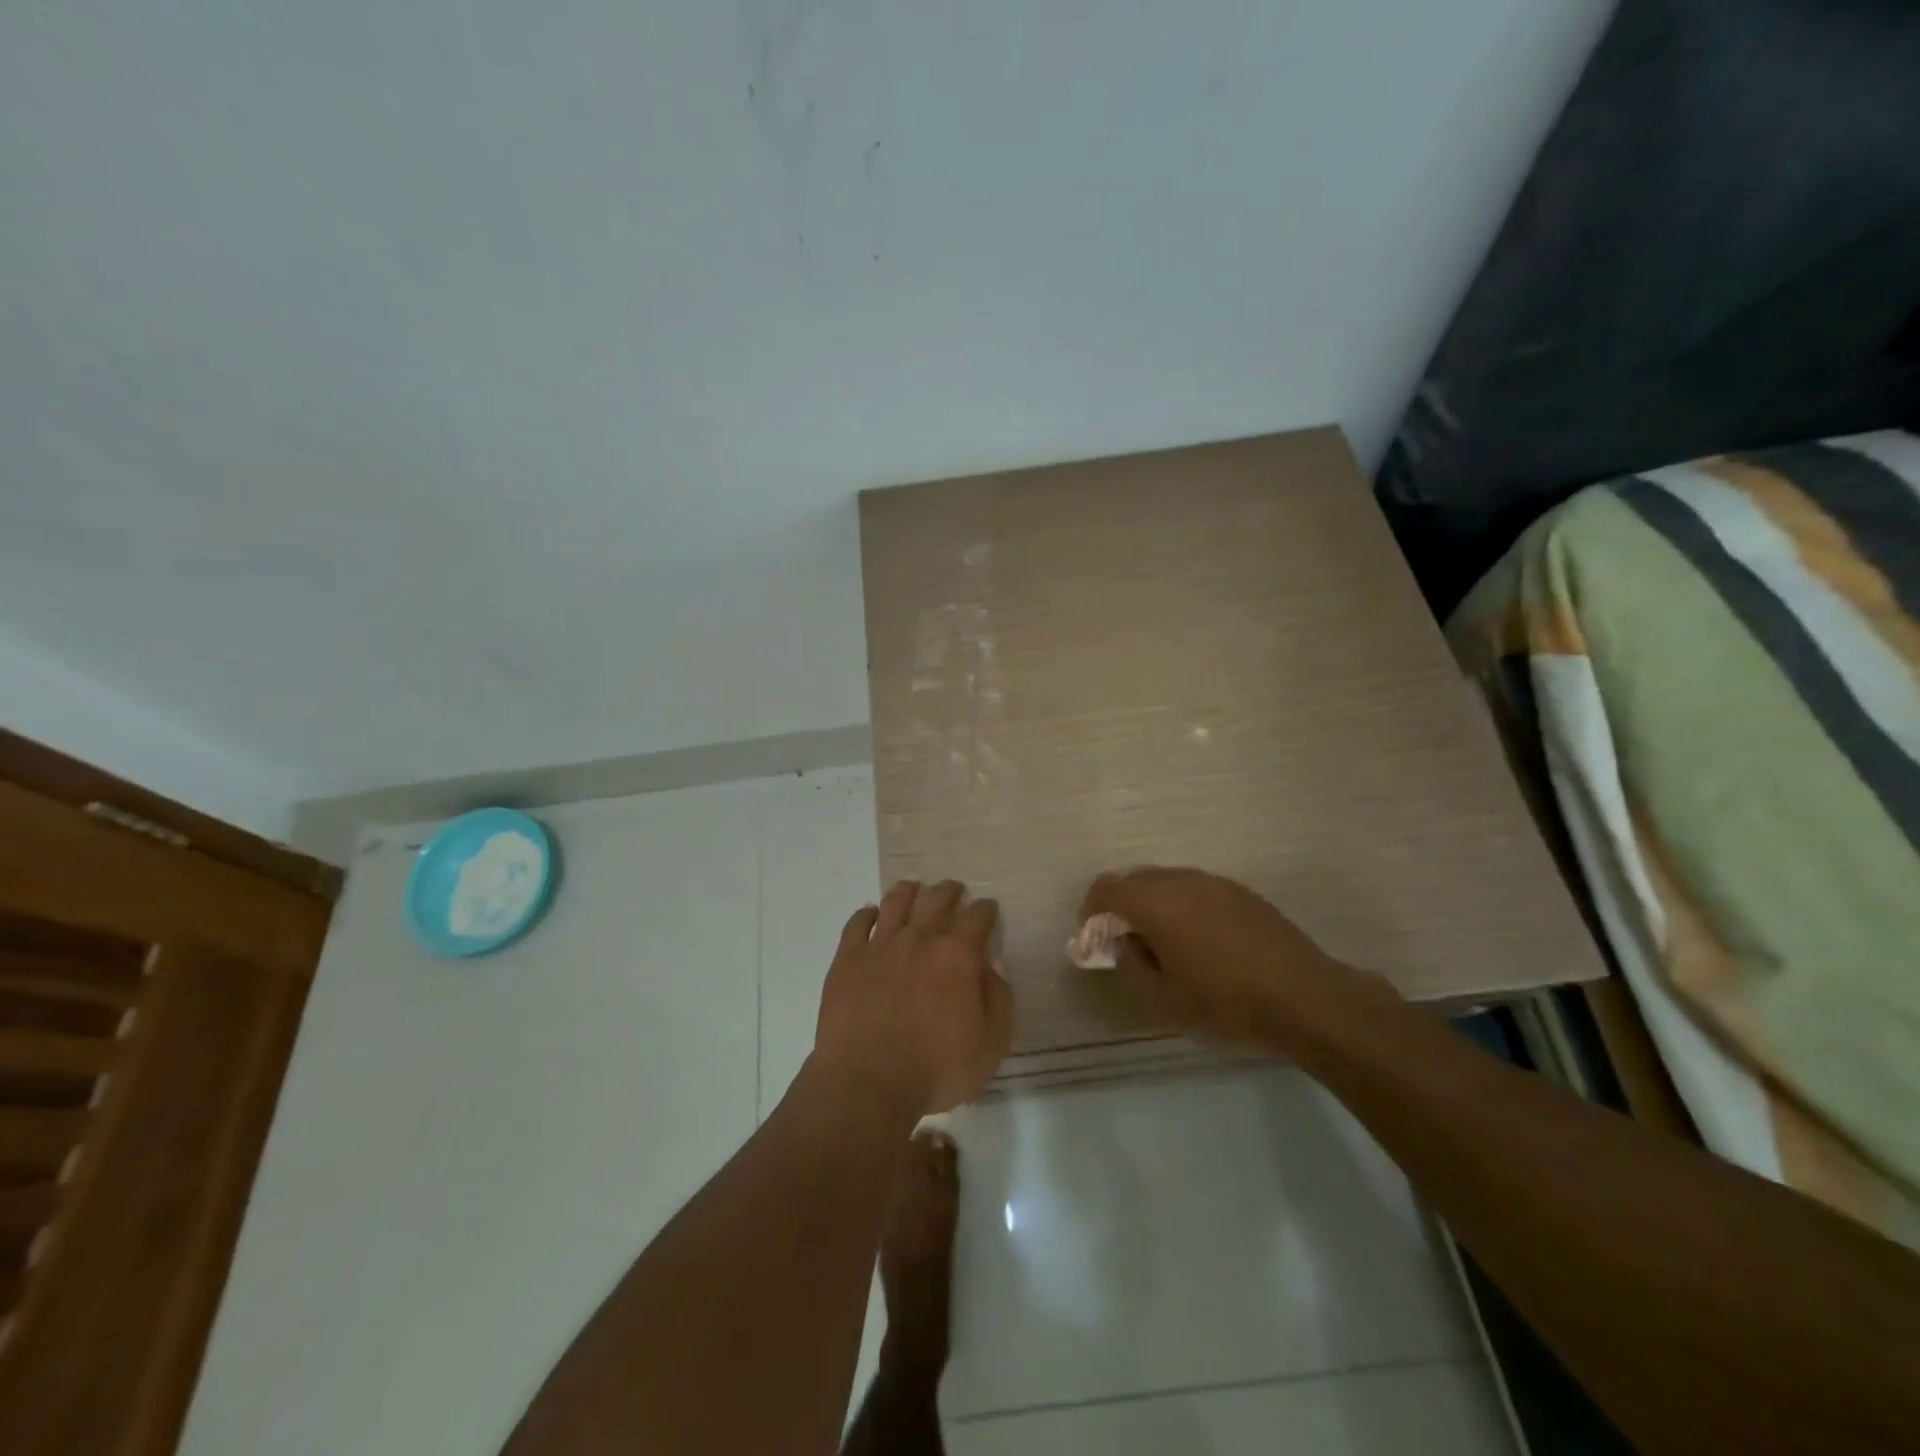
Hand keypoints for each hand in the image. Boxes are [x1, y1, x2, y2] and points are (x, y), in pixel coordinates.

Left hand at [814, 880, 1014, 1115]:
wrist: (867, 1084)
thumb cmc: (935, 1070)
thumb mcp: (990, 1046)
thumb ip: (998, 1000)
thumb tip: (991, 971)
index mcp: (958, 954)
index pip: (979, 915)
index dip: (986, 910)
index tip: (988, 911)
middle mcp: (921, 937)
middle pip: (938, 898)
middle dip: (950, 891)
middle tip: (954, 892)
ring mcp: (880, 944)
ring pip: (896, 900)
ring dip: (910, 892)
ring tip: (914, 891)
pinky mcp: (848, 958)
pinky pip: (857, 922)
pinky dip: (867, 914)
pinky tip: (871, 915)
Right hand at [1080, 867, 1371, 1052]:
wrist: (1305, 998)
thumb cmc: (1226, 1002)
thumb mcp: (1164, 1000)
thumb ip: (1131, 966)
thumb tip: (1124, 944)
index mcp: (1156, 902)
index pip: (1106, 887)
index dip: (1090, 910)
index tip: (1094, 938)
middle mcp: (1182, 880)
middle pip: (1135, 880)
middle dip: (1122, 907)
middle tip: (1127, 943)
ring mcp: (1215, 882)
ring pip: (1167, 882)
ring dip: (1154, 905)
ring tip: (1165, 944)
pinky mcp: (1241, 892)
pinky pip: (1196, 889)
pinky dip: (1183, 906)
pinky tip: (1202, 942)